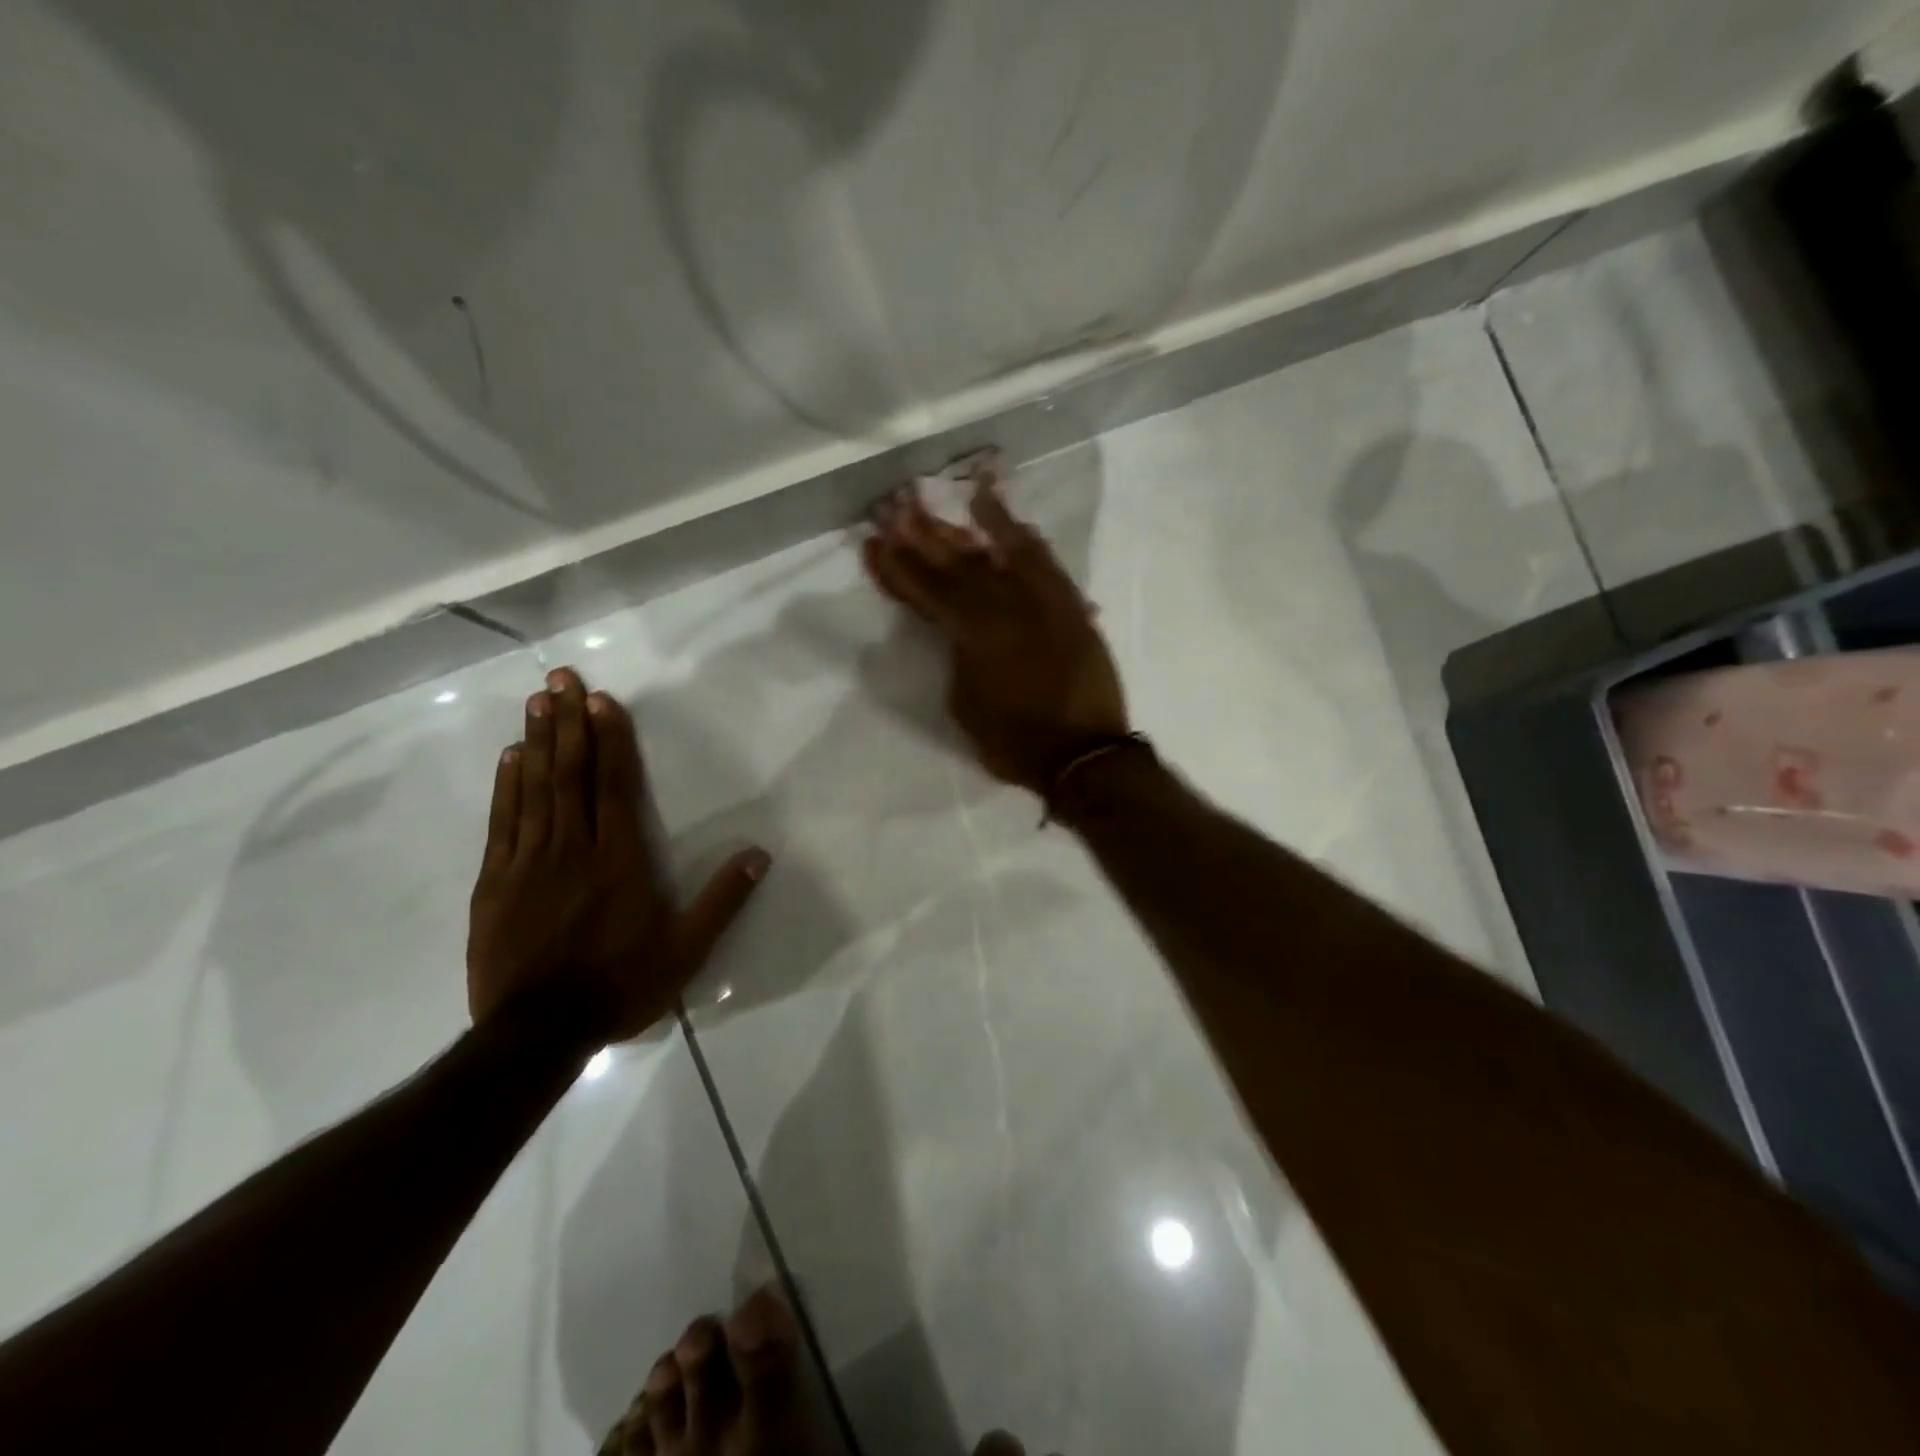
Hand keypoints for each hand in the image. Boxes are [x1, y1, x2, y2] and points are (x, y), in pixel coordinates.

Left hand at [466, 667, 769, 1040]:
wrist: (537, 1034)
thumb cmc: (621, 986)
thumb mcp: (687, 951)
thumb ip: (722, 900)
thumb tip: (760, 855)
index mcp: (619, 861)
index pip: (615, 787)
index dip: (611, 740)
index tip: (603, 700)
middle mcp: (572, 850)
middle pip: (570, 776)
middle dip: (569, 723)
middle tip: (561, 677)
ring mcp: (528, 864)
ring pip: (534, 790)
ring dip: (538, 742)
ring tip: (537, 701)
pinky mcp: (495, 884)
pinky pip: (502, 824)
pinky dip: (506, 787)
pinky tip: (510, 757)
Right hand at [861, 459, 1128, 792]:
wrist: (1084, 754)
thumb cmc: (1014, 741)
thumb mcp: (965, 704)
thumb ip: (958, 657)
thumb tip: (960, 629)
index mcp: (972, 633)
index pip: (927, 590)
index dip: (898, 567)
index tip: (875, 541)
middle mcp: (1006, 606)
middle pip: (958, 562)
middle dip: (924, 534)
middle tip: (898, 506)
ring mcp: (1041, 601)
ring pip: (1000, 552)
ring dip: (974, 524)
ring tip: (954, 495)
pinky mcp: (1070, 606)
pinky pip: (1045, 563)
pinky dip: (1026, 540)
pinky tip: (1013, 521)